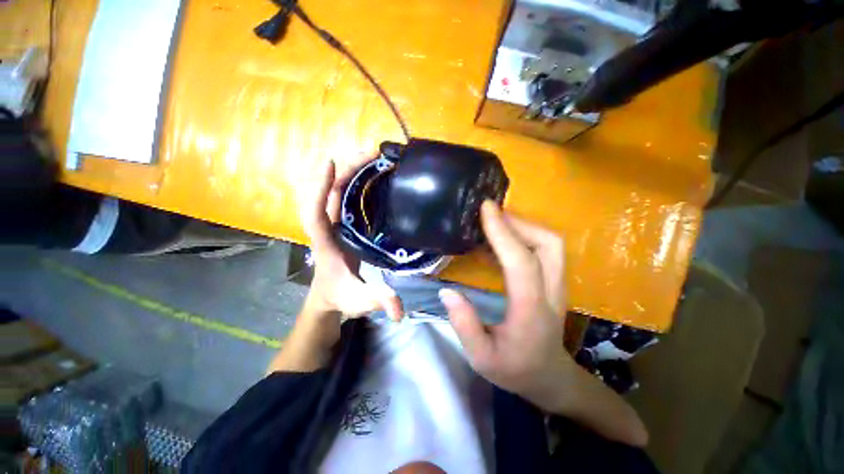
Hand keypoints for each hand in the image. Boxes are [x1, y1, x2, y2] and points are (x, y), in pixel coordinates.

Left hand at [300, 154, 402, 319]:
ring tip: (374, 158)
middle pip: (329, 192)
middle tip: (371, 154)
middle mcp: (326, 227)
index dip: (320, 187)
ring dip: (352, 172)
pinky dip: (356, 183)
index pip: (314, 213)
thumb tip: (399, 310)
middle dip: (345, 170)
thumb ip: (378, 302)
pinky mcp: (343, 223)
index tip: (331, 163)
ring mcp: (334, 223)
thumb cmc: (340, 296)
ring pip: (337, 191)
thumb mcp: (359, 301)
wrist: (328, 297)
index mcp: (325, 243)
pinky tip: (373, 176)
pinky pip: (345, 197)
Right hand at [439, 201, 568, 409]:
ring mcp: (557, 285)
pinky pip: (544, 250)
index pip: (521, 262)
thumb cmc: (514, 368)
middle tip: (489, 214)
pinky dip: (523, 236)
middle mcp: (551, 292)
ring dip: (523, 226)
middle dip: (519, 222)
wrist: (549, 377)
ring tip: (493, 222)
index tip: (486, 208)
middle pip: (548, 244)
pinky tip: (499, 241)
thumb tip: (447, 291)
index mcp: (531, 310)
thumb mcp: (482, 358)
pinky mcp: (553, 281)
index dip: (503, 232)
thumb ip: (465, 325)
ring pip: (551, 243)